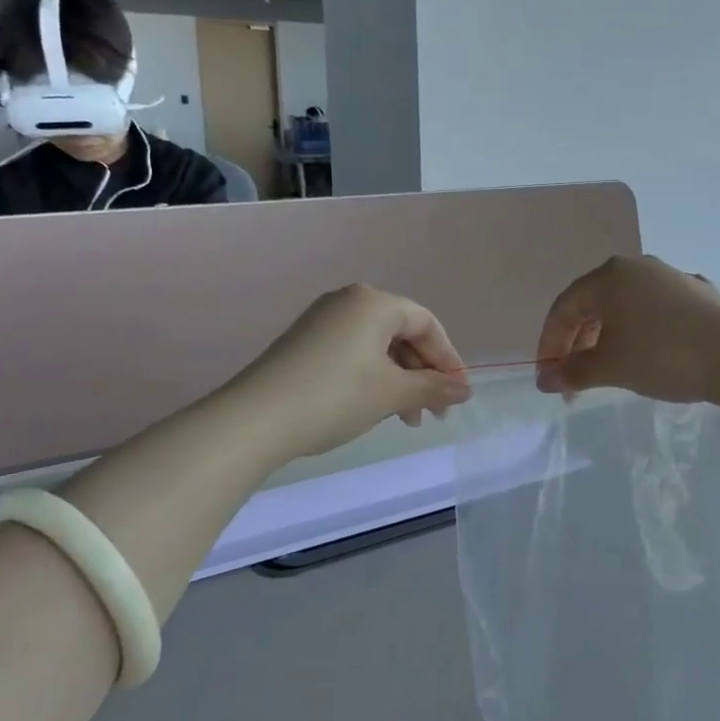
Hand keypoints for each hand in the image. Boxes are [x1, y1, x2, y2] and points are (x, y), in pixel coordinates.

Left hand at [235, 285, 471, 461]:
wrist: (255, 419)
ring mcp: (322, 320)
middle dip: (422, 373)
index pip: (426, 324)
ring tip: (405, 418)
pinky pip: (353, 352)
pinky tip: (375, 406)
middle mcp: (349, 301)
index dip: (448, 359)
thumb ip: (433, 388)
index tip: (457, 395)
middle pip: (402, 333)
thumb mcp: (392, 394)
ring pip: (378, 346)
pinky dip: (372, 377)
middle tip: (433, 413)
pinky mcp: (304, 341)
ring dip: (399, 380)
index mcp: (374, 302)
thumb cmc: (335, 397)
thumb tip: (464, 390)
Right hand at [535, 255, 719, 404]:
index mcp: (610, 276)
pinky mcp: (698, 293)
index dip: (549, 342)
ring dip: (608, 338)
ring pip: (625, 306)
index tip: (548, 376)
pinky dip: (640, 332)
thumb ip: (572, 372)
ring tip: (609, 370)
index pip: (564, 306)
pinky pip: (655, 311)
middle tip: (575, 379)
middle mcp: (638, 266)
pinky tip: (649, 357)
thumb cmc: (664, 355)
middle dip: (578, 343)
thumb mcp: (611, 368)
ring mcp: (671, 277)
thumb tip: (545, 379)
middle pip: (594, 304)